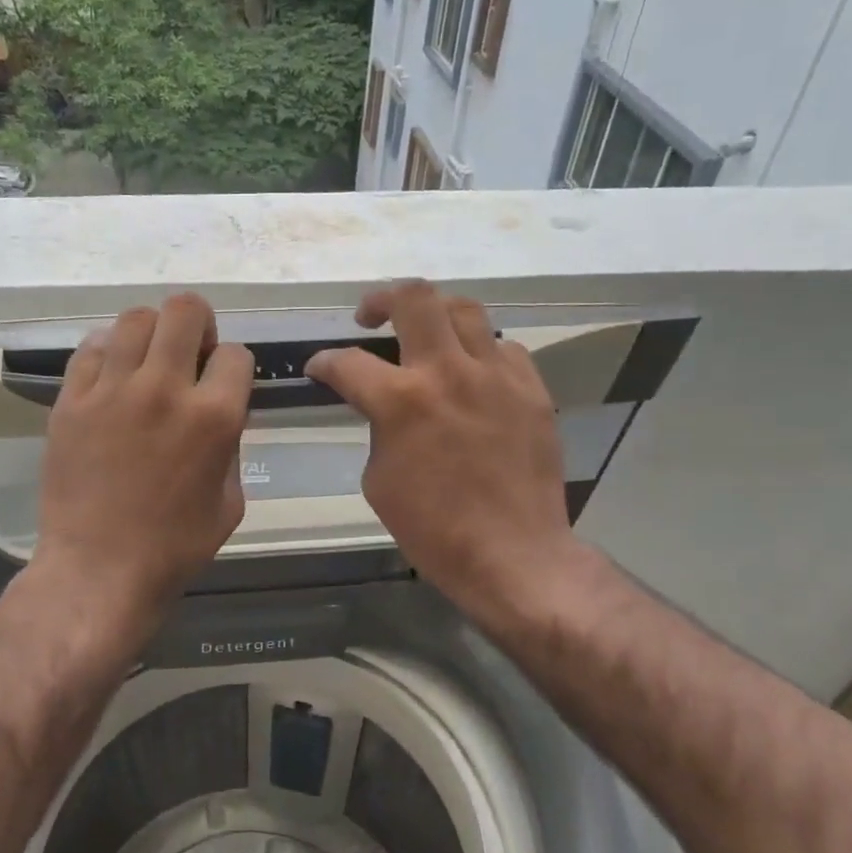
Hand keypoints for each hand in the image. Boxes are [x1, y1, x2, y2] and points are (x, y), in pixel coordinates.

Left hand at [34, 294, 252, 613]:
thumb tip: (220, 413)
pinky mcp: (71, 400)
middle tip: (190, 355)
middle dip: (198, 326)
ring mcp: (111, 390)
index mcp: (213, 417)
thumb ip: (231, 445)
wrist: (99, 568)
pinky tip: (112, 378)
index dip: (233, 369)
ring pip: (135, 319)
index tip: (223, 387)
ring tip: (148, 362)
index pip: (235, 354)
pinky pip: (91, 348)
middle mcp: (164, 389)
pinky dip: (108, 353)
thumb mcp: (230, 502)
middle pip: (185, 311)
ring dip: (152, 333)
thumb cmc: (175, 547)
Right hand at [306, 282, 577, 623]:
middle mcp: (449, 372)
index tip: (319, 368)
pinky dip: (480, 353)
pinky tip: (473, 374)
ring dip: (436, 314)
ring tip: (426, 333)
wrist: (513, 554)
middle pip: (415, 298)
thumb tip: (383, 409)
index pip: (348, 362)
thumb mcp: (379, 481)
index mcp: (401, 401)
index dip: (324, 362)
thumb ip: (378, 429)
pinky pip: (504, 348)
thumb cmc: (434, 530)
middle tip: (370, 316)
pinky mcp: (532, 389)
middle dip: (382, 299)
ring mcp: (497, 376)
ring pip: (466, 309)